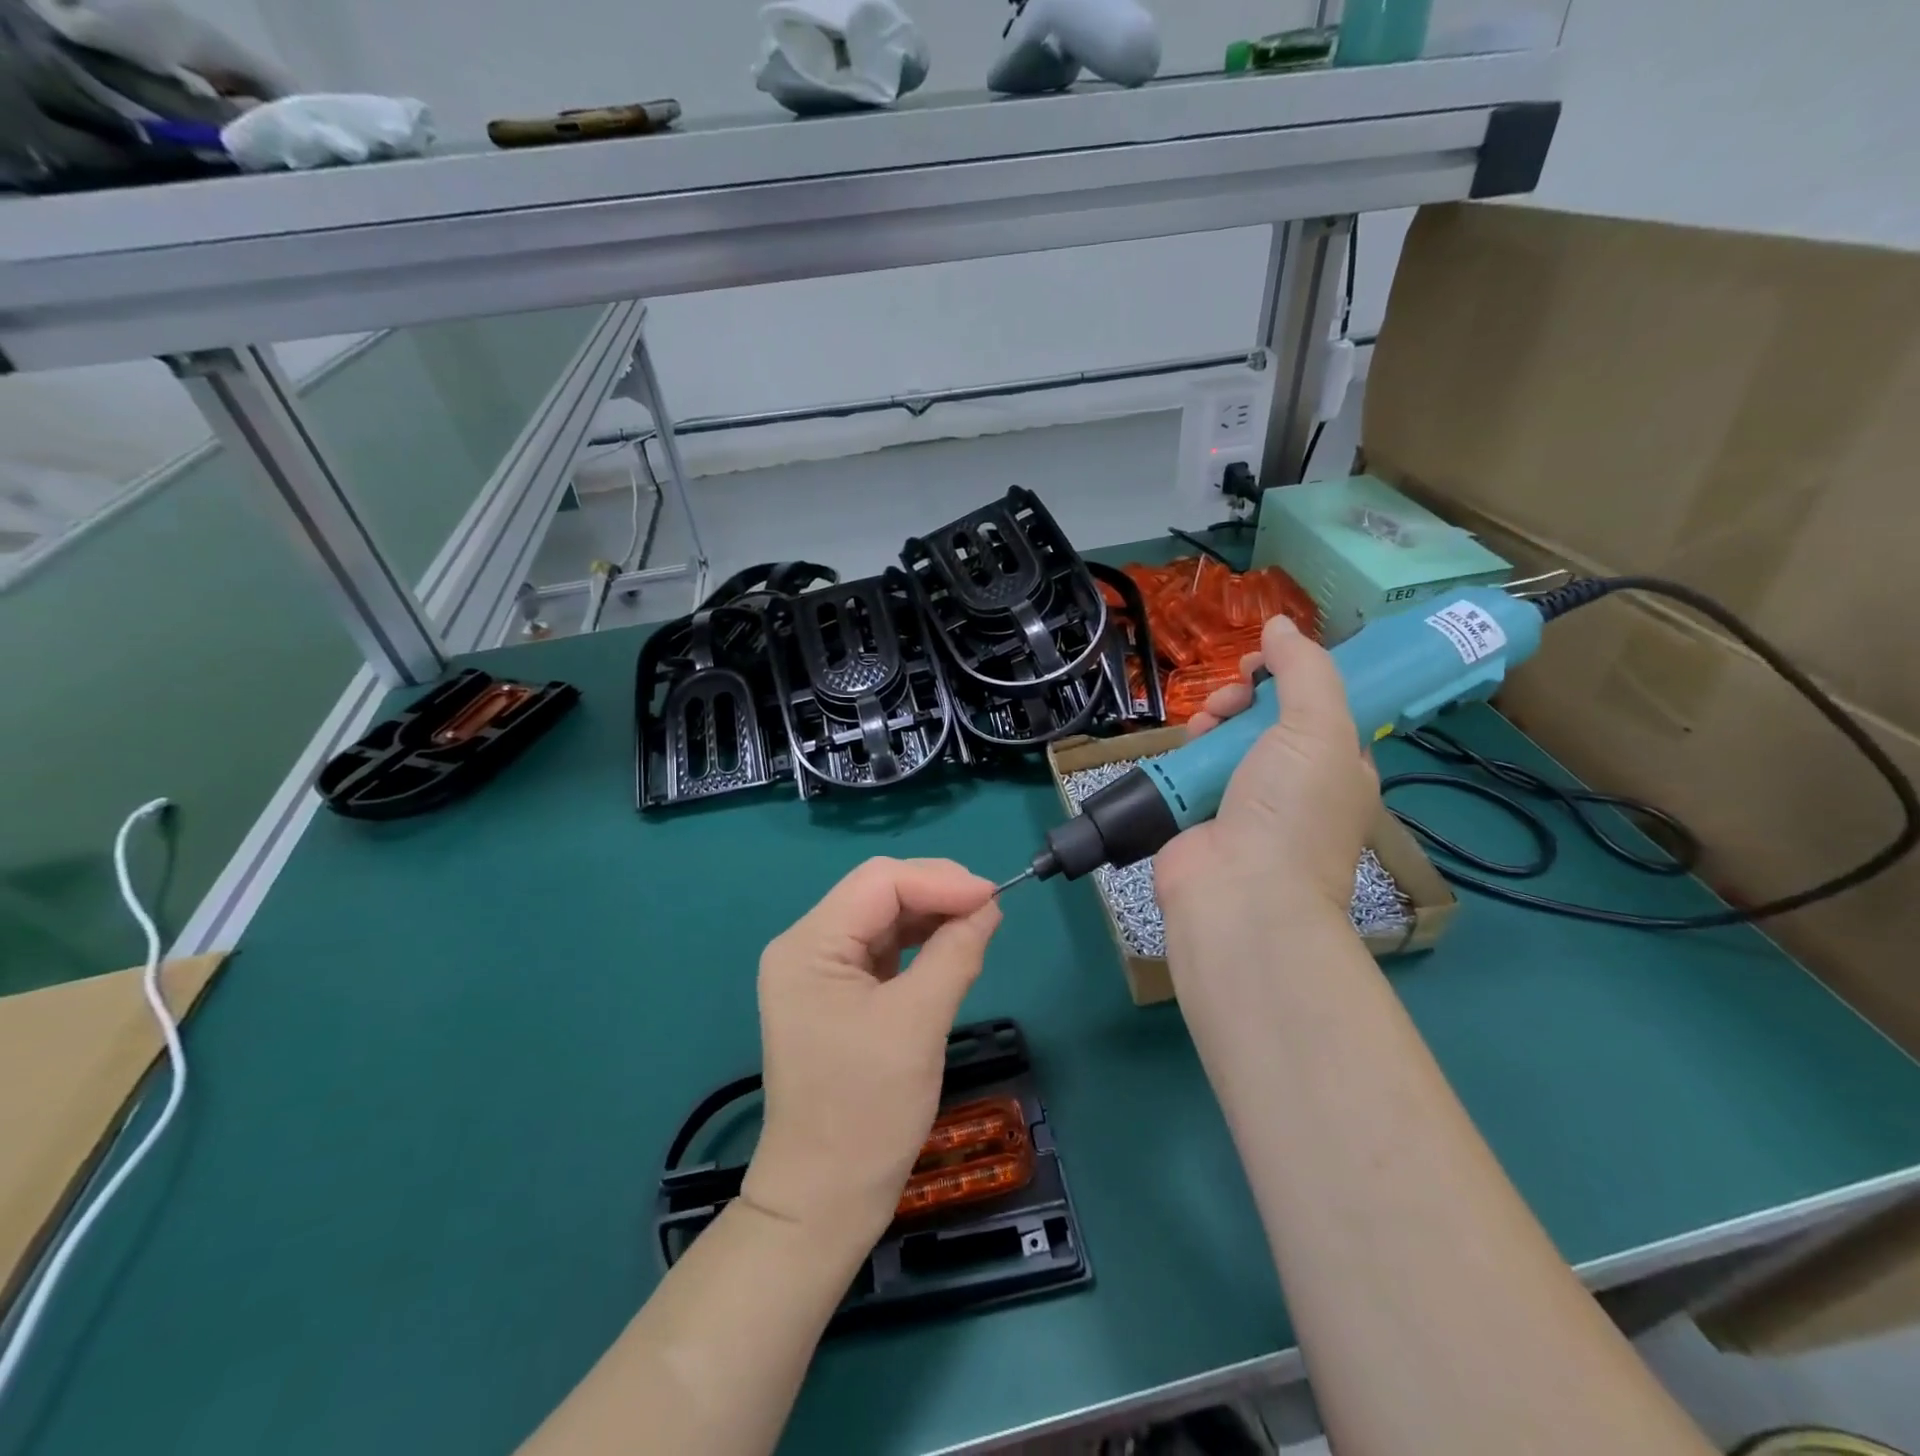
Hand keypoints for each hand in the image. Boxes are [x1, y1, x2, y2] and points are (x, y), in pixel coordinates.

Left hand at [742, 858, 1001, 1248]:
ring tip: (980, 923)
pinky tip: (953, 945)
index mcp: (808, 945)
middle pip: (879, 892)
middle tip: (990, 909)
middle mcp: (806, 946)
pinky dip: (921, 943)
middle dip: (937, 892)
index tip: (994, 898)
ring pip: (884, 918)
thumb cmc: (867, 1111)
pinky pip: (883, 950)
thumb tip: (989, 906)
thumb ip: (955, 953)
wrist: (825, 1199)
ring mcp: (819, 971)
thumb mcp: (918, 1023)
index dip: (939, 880)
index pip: (879, 882)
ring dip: (932, 915)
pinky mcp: (837, 994)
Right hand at [1156, 615, 1378, 924]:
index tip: (1267, 661)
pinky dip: (1187, 751)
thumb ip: (1304, 670)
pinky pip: (1194, 767)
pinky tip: (1185, 745)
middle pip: (1268, 718)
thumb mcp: (1319, 728)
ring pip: (1227, 738)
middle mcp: (1295, 782)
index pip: (1321, 705)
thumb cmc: (1292, 810)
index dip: (1295, 675)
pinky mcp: (1201, 813)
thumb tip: (1281, 624)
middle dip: (1246, 696)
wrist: (1239, 892)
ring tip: (1204, 724)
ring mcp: (1245, 800)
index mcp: (1340, 765)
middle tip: (1233, 696)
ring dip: (1214, 720)